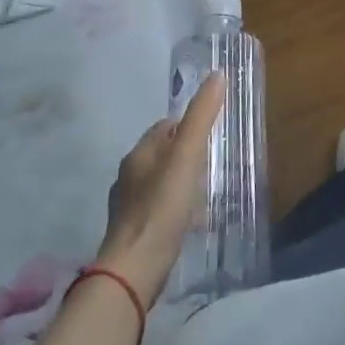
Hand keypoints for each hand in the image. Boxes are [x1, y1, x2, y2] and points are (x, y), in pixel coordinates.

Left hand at [96, 74, 224, 304]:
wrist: (135, 269)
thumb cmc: (162, 207)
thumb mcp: (187, 157)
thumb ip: (201, 117)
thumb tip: (217, 75)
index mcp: (138, 154)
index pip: (163, 126)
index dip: (187, 124)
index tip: (211, 131)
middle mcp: (128, 176)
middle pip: (161, 154)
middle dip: (185, 153)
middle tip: (214, 159)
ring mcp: (128, 206)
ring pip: (160, 182)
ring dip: (181, 181)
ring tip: (207, 190)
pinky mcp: (135, 232)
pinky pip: (159, 208)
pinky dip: (176, 207)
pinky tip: (192, 220)